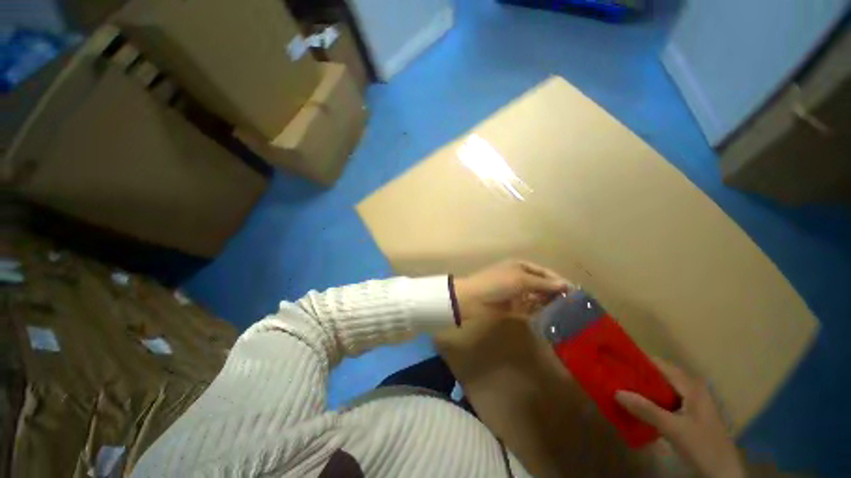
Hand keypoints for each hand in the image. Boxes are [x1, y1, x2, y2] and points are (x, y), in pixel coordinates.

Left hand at [453, 260, 569, 322]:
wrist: (473, 298)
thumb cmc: (497, 283)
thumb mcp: (520, 280)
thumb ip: (542, 284)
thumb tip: (565, 285)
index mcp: (520, 267)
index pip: (544, 272)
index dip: (558, 281)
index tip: (575, 292)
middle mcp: (519, 278)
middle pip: (541, 286)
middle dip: (555, 294)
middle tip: (573, 306)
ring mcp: (516, 293)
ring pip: (536, 298)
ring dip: (548, 304)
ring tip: (566, 314)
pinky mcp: (512, 307)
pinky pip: (529, 310)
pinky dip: (538, 313)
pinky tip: (551, 320)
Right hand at [615, 359, 744, 477]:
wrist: (724, 472)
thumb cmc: (702, 445)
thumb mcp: (673, 428)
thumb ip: (646, 409)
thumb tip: (616, 391)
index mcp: (691, 385)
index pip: (660, 364)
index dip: (638, 359)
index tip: (616, 359)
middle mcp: (692, 388)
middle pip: (660, 374)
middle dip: (638, 374)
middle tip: (615, 375)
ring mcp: (693, 402)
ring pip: (663, 387)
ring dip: (644, 388)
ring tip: (622, 388)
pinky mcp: (690, 414)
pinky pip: (666, 399)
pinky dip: (652, 399)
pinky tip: (639, 406)